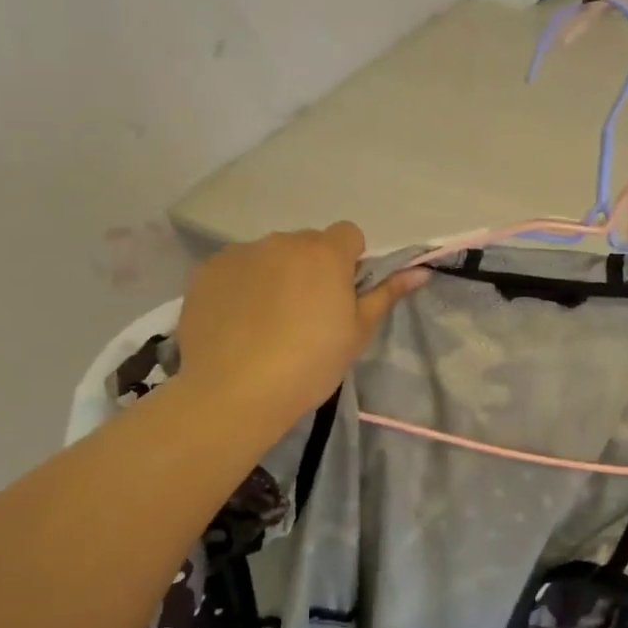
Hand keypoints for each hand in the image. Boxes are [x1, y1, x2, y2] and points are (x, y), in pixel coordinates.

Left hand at [177, 223, 426, 419]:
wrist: (233, 392)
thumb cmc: (309, 365)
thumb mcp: (356, 334)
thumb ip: (386, 295)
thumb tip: (421, 271)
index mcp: (325, 253)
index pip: (348, 234)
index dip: (349, 262)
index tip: (342, 297)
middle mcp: (282, 241)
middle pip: (306, 245)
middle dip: (310, 269)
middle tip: (305, 317)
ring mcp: (240, 253)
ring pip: (268, 256)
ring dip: (274, 276)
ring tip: (265, 324)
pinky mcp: (206, 271)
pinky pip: (234, 270)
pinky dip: (240, 288)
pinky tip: (236, 325)